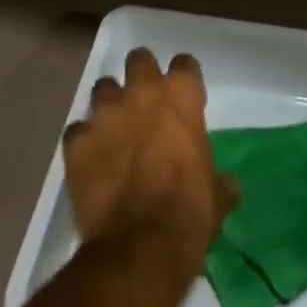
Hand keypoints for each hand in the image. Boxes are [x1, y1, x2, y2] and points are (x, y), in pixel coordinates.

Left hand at [63, 48, 234, 267]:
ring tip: (113, 130)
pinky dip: (84, 142)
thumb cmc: (189, 213)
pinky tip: (90, 161)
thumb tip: (230, 184)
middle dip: (141, 75)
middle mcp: (141, 92)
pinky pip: (77, 130)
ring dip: (109, 105)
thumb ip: (220, 180)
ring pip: (103, 88)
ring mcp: (105, 113)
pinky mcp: (76, 141)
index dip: (184, 80)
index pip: (184, 64)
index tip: (184, 98)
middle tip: (145, 102)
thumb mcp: (216, 197)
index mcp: (181, 96)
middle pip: (139, 59)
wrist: (140, 246)